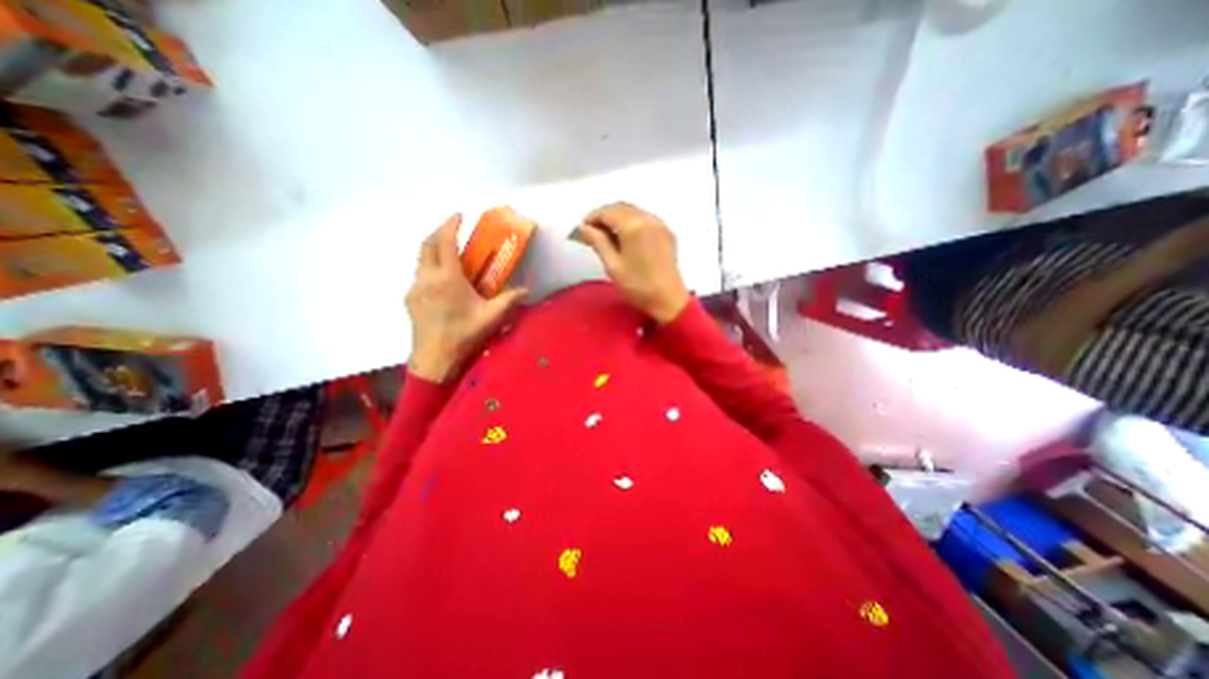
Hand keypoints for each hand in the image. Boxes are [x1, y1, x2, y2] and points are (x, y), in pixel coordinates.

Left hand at [405, 215, 524, 381]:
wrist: (434, 359)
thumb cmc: (464, 335)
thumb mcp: (491, 317)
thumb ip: (510, 300)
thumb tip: (526, 290)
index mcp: (447, 279)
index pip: (444, 242)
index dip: (450, 225)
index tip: (459, 215)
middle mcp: (427, 278)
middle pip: (426, 244)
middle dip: (439, 232)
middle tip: (453, 229)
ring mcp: (415, 288)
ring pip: (420, 259)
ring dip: (433, 248)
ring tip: (449, 252)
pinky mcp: (410, 299)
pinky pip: (419, 274)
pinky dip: (430, 266)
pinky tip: (443, 279)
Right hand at [572, 201, 689, 322]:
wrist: (668, 299)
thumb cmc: (638, 287)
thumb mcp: (613, 266)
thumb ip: (598, 242)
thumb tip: (584, 228)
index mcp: (633, 226)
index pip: (607, 212)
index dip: (592, 218)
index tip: (582, 229)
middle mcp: (648, 219)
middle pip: (621, 207)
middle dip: (604, 216)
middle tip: (592, 232)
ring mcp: (660, 224)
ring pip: (633, 211)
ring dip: (618, 218)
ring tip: (607, 236)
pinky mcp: (667, 232)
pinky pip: (645, 218)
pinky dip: (632, 222)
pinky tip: (626, 238)